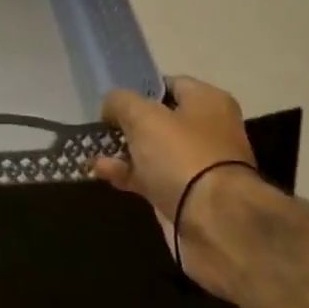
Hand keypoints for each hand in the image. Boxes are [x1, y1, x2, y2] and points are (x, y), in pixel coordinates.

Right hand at [93, 77, 259, 289]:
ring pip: (153, 151)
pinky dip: (128, 175)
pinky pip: (151, 178)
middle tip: (101, 126)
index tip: (114, 99)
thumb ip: (121, 102)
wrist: (214, 223)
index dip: (141, 89)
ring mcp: (198, 166)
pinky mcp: (186, 196)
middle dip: (129, 124)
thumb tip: (111, 104)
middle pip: (161, 120)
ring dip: (124, 152)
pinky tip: (101, 172)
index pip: (171, 84)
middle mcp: (208, 130)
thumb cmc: (182, 155)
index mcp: (208, 102)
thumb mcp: (143, 116)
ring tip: (94, 152)